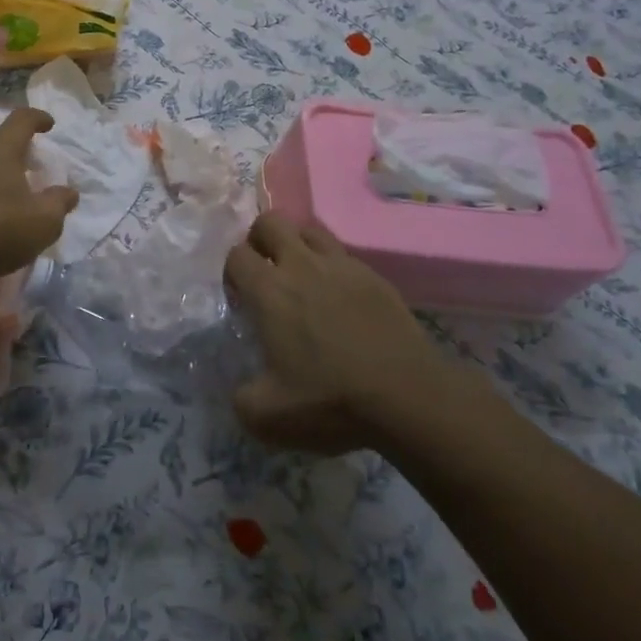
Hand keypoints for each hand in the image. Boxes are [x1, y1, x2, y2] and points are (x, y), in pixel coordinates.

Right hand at [225, 212, 457, 453]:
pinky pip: (343, 254)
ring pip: (308, 230)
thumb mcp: (269, 418)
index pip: (237, 254)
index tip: (240, 296)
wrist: (408, 397)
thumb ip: (241, 400)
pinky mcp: (374, 275)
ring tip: (301, 278)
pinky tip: (340, 299)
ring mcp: (341, 266)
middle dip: (259, 239)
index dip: (232, 270)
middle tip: (265, 272)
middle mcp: (301, 266)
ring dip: (297, 245)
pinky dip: (332, 267)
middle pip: (270, 221)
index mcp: (269, 291)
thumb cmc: (331, 401)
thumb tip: (239, 391)